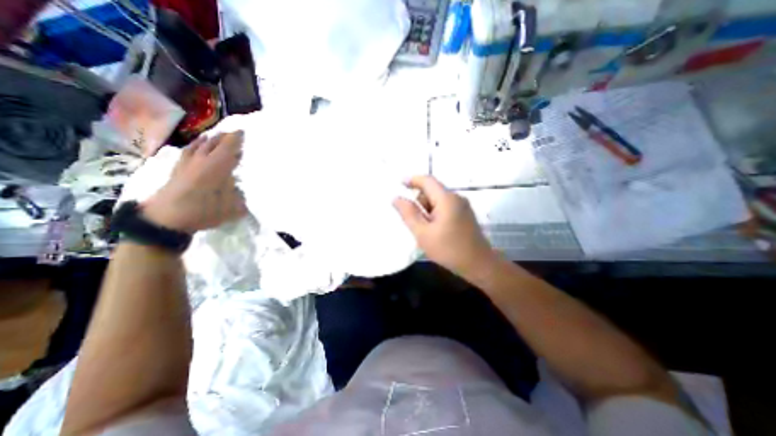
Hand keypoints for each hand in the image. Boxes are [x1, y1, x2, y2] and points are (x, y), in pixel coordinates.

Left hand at [142, 131, 244, 235]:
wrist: (165, 219)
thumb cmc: (203, 212)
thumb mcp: (232, 209)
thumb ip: (242, 197)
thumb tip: (246, 190)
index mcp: (216, 167)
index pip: (228, 147)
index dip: (236, 138)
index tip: (244, 131)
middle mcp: (201, 160)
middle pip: (213, 142)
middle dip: (225, 136)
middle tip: (236, 133)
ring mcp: (187, 163)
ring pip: (199, 144)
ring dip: (211, 139)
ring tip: (219, 136)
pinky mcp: (177, 168)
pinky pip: (189, 150)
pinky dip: (196, 145)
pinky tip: (198, 146)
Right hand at [396, 175, 496, 276]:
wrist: (479, 265)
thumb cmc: (449, 249)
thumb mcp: (423, 233)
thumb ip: (408, 214)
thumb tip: (396, 198)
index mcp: (446, 199)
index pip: (427, 180)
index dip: (412, 180)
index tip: (399, 185)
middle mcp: (456, 197)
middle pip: (432, 190)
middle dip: (419, 201)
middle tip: (413, 220)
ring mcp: (463, 206)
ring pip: (438, 200)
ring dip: (427, 209)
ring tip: (425, 229)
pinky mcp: (465, 214)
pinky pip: (445, 207)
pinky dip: (435, 213)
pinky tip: (435, 230)